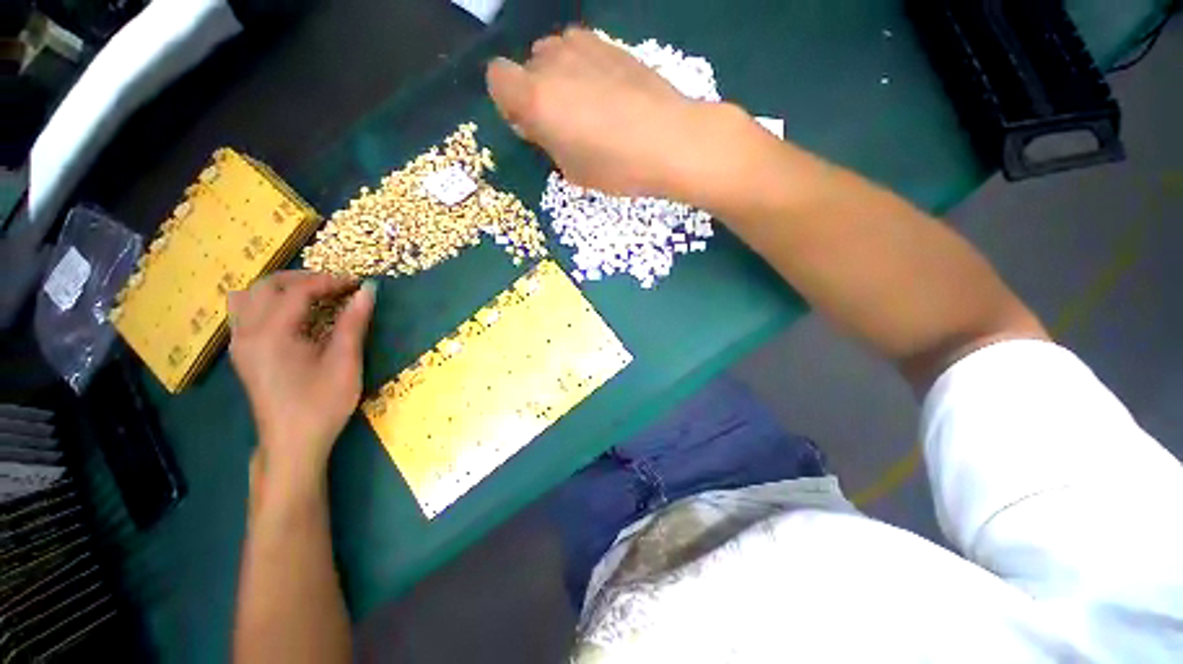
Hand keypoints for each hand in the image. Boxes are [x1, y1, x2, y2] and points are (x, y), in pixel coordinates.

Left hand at [228, 272, 375, 489]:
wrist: (292, 444)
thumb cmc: (322, 404)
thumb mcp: (345, 362)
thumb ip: (353, 322)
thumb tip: (369, 291)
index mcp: (272, 333)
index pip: (298, 290)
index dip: (330, 281)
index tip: (358, 284)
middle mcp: (247, 332)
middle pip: (267, 285)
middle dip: (304, 278)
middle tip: (336, 287)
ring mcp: (240, 343)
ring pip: (249, 296)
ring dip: (281, 288)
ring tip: (312, 295)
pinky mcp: (242, 353)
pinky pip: (246, 312)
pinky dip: (268, 302)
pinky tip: (292, 316)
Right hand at [486, 27, 735, 199]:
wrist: (669, 140)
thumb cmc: (616, 166)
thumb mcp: (572, 170)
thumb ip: (547, 143)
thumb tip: (540, 125)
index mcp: (535, 98)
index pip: (497, 78)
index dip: (509, 101)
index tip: (530, 123)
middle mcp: (552, 63)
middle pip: (527, 65)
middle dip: (536, 90)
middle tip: (562, 121)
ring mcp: (584, 47)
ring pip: (554, 52)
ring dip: (559, 75)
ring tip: (586, 104)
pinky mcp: (611, 45)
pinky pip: (582, 49)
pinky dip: (584, 67)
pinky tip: (607, 92)